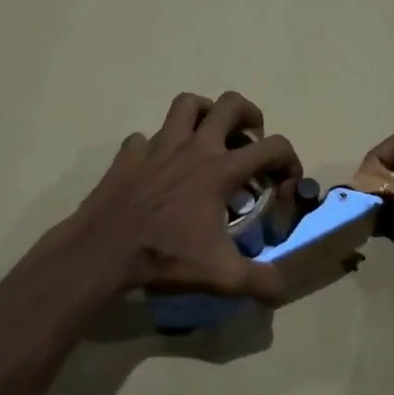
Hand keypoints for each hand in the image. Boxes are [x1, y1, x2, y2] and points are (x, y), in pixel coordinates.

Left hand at [73, 92, 301, 303]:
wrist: (103, 251)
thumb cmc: (165, 256)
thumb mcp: (222, 276)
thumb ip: (261, 281)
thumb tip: (282, 290)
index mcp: (221, 170)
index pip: (273, 147)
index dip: (290, 162)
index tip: (285, 185)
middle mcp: (193, 148)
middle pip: (231, 104)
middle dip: (250, 117)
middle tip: (250, 142)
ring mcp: (157, 146)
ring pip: (187, 104)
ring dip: (205, 114)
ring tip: (209, 139)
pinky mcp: (129, 154)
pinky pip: (147, 136)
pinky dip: (158, 146)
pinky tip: (160, 168)